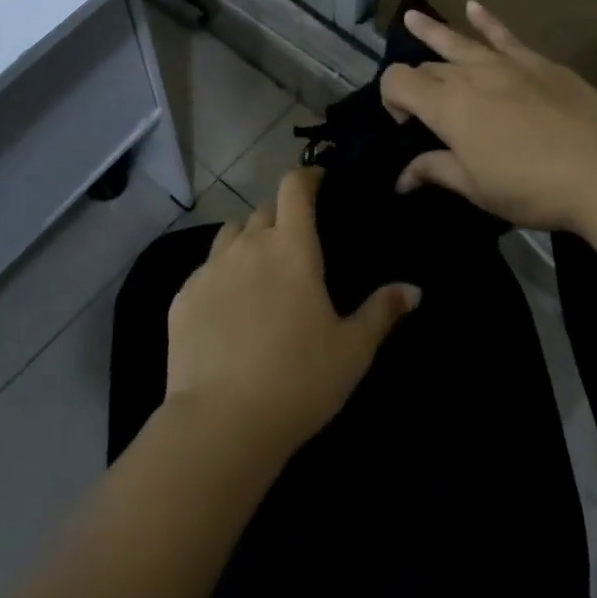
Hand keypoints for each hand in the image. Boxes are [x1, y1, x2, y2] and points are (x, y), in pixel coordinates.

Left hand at [165, 167, 419, 459]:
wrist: (222, 421)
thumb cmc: (299, 380)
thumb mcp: (352, 350)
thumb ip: (382, 312)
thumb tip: (414, 289)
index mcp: (291, 247)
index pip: (295, 188)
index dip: (307, 176)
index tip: (318, 180)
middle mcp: (248, 246)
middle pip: (263, 211)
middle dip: (280, 217)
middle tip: (294, 244)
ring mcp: (210, 269)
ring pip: (230, 236)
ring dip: (247, 241)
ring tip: (258, 270)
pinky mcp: (182, 297)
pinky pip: (204, 271)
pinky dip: (220, 276)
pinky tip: (227, 309)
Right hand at [380, 0, 596, 232]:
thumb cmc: (532, 187)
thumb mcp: (476, 188)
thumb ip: (435, 172)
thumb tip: (402, 178)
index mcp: (446, 107)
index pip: (397, 81)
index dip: (390, 99)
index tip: (406, 127)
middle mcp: (468, 75)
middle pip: (428, 67)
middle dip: (416, 83)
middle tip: (423, 111)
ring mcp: (505, 64)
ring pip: (458, 41)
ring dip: (431, 30)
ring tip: (412, 17)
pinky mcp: (537, 63)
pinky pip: (503, 35)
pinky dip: (485, 20)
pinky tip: (473, 6)